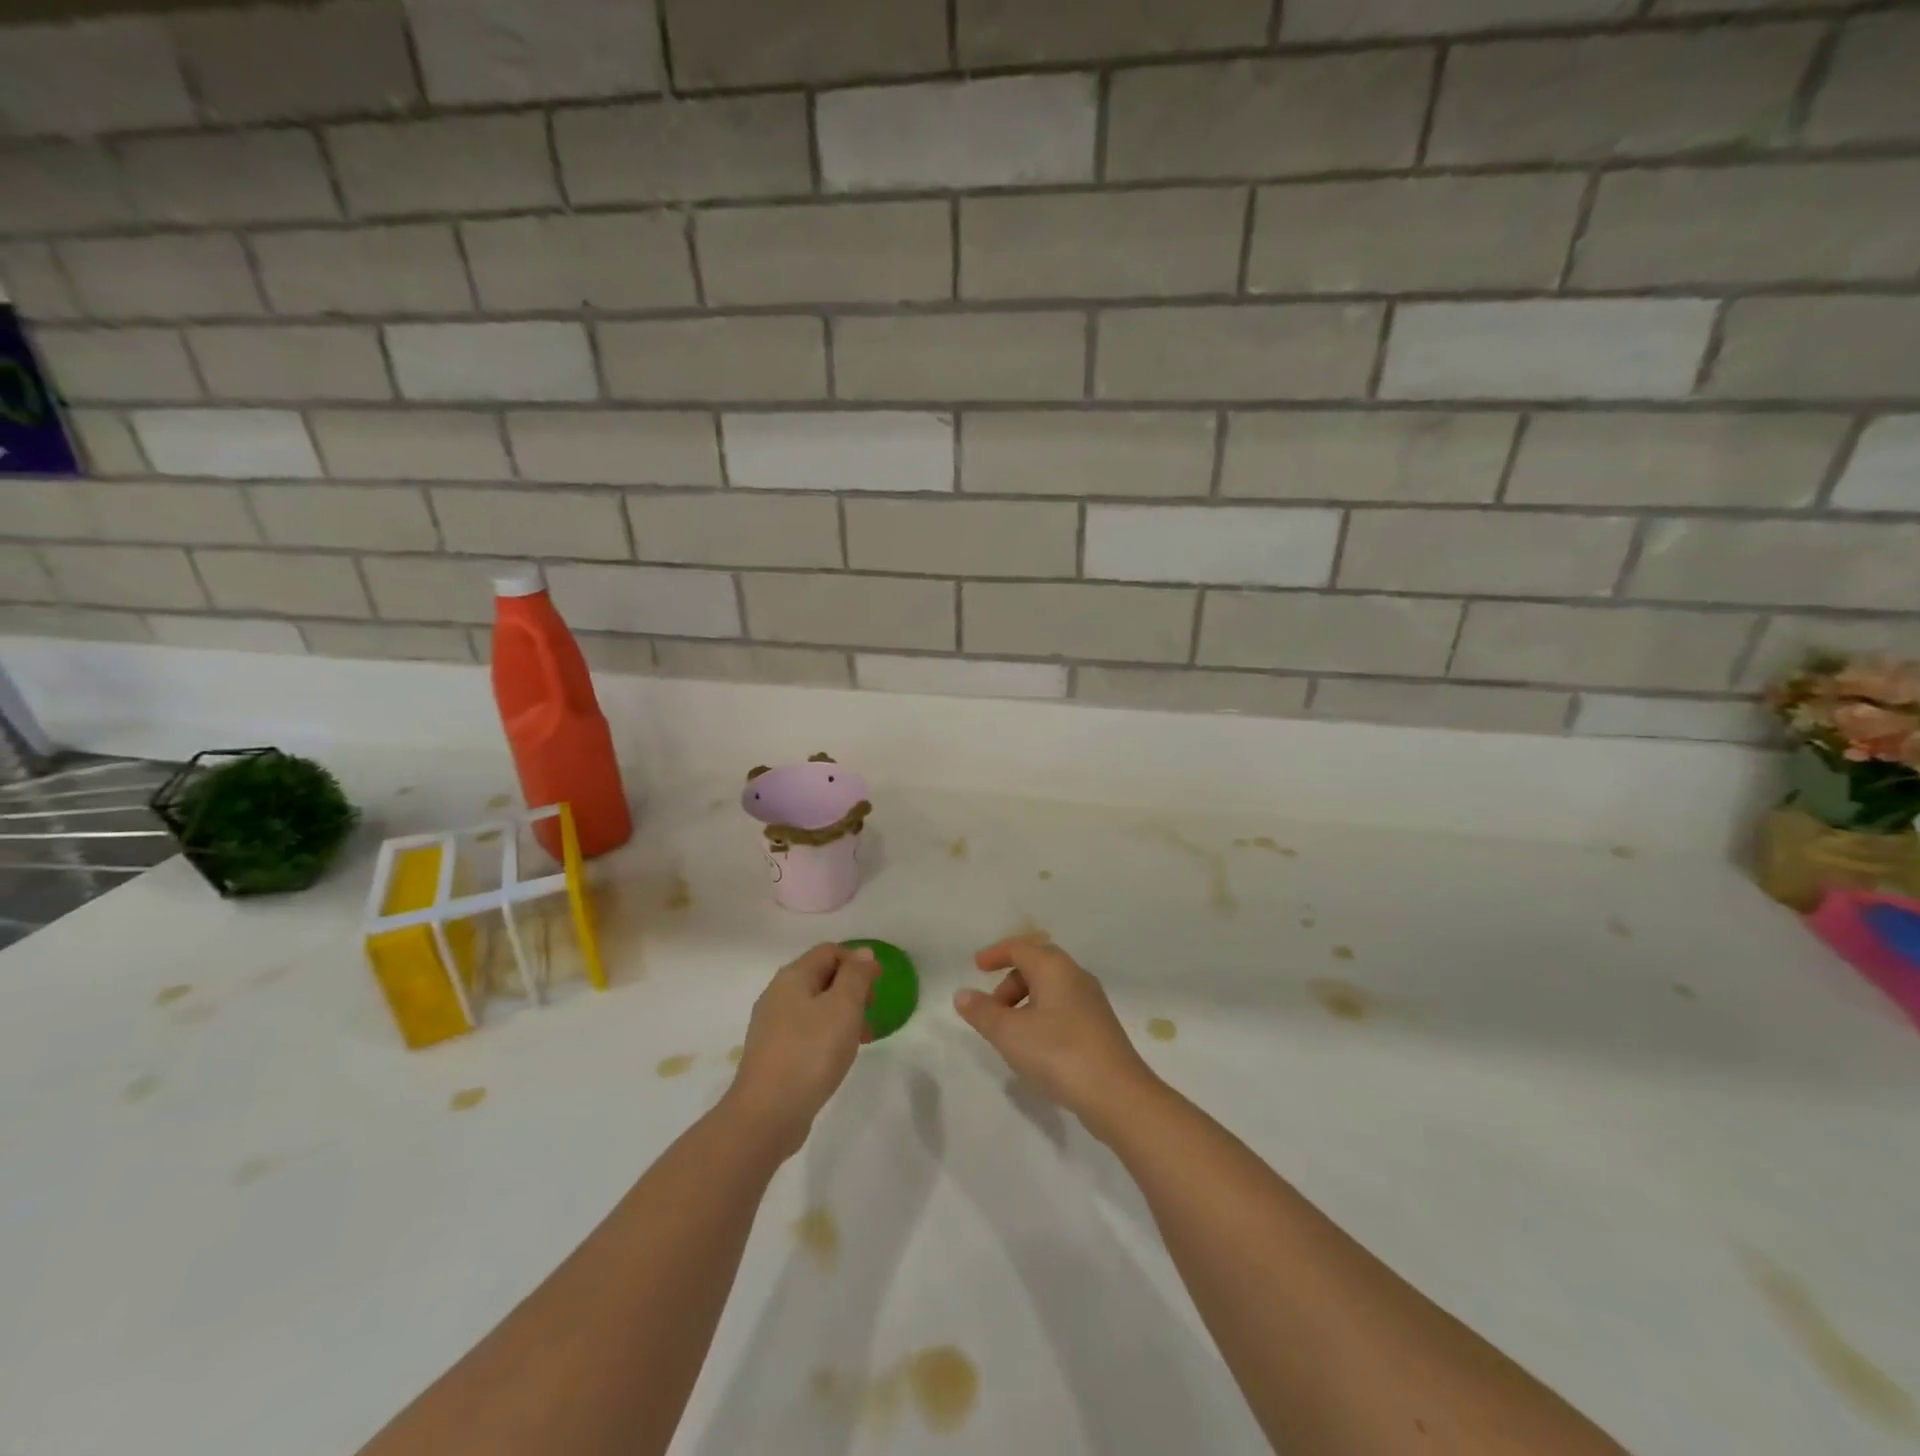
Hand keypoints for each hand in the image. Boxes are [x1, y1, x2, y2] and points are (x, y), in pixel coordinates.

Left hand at [724, 943, 880, 1158]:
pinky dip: (827, 1035)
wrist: (767, 1114)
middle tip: (871, 1011)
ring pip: (815, 1006)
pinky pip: (806, 1031)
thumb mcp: (843, 1007)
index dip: (857, 961)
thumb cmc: (810, 1052)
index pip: (829, 951)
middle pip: (821, 976)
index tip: (878, 985)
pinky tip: (839, 1056)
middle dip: (851, 988)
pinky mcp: (773, 1054)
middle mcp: (777, 995)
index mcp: (792, 977)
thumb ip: (856, 976)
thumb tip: (864, 953)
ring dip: (842, 1014)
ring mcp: (772, 1026)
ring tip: (862, 1038)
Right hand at [954, 937, 1160, 1142]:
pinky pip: (1063, 1007)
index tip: (976, 966)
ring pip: (1051, 988)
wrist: (1117, 1094)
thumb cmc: (1058, 1053)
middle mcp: (1076, 976)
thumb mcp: (1009, 1033)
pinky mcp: (1100, 1026)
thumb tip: (962, 994)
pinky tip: (1036, 1047)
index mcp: (1054, 967)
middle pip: (1036, 965)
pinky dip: (1042, 1016)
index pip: (1020, 947)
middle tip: (992, 1009)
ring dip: (1025, 1002)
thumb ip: (982, 1012)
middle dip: (1010, 982)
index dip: (995, 954)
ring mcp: (1092, 1001)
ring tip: (1011, 1033)